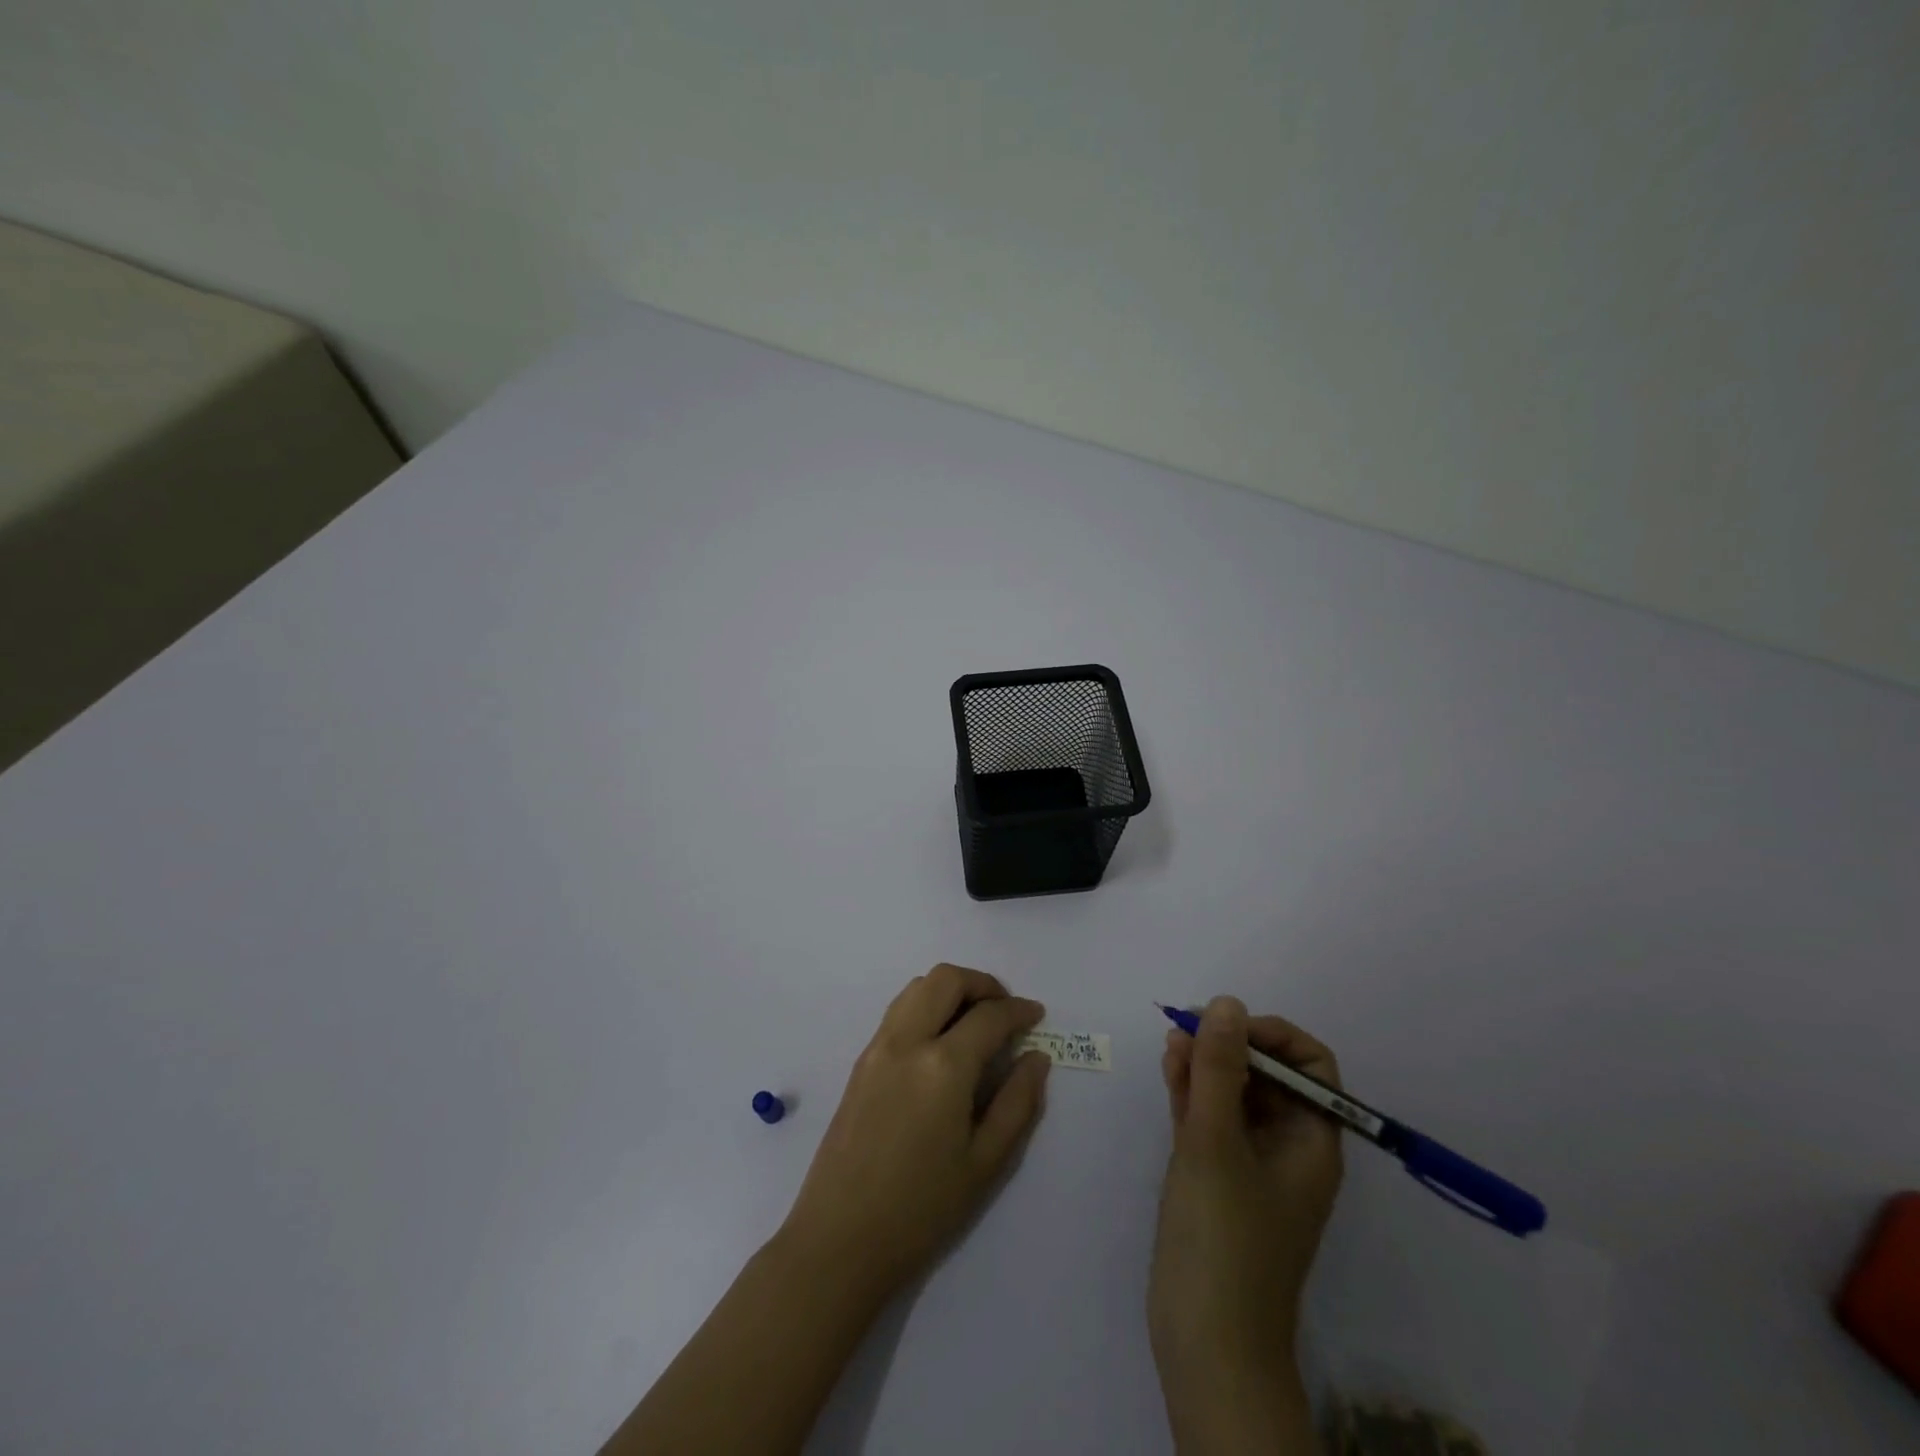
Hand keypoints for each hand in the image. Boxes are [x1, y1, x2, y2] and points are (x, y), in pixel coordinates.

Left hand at [779, 964, 1050, 1298]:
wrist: (839, 1240)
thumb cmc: (921, 1210)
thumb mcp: (985, 1163)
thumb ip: (1017, 1103)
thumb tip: (1036, 1058)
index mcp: (943, 1066)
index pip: (989, 1016)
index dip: (1018, 1011)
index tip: (1036, 1016)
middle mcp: (907, 1041)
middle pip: (946, 979)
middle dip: (983, 984)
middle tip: (1005, 1011)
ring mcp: (877, 1047)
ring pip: (917, 987)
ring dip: (951, 990)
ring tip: (974, 1022)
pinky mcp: (860, 1061)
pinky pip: (898, 1010)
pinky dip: (926, 1006)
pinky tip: (941, 1042)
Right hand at [1149, 997, 1343, 1449]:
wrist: (1206, 1346)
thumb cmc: (1222, 1239)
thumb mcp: (1216, 1142)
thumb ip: (1220, 1069)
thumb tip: (1227, 1002)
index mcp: (1311, 1143)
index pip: (1310, 1067)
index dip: (1272, 1036)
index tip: (1226, 1027)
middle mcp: (1287, 1148)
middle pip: (1268, 1075)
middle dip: (1229, 1045)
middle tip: (1184, 1029)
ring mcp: (1250, 1164)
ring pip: (1234, 1094)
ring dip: (1205, 1064)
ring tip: (1170, 1043)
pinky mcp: (1218, 1178)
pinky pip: (1211, 1119)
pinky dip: (1192, 1092)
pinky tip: (1169, 1069)